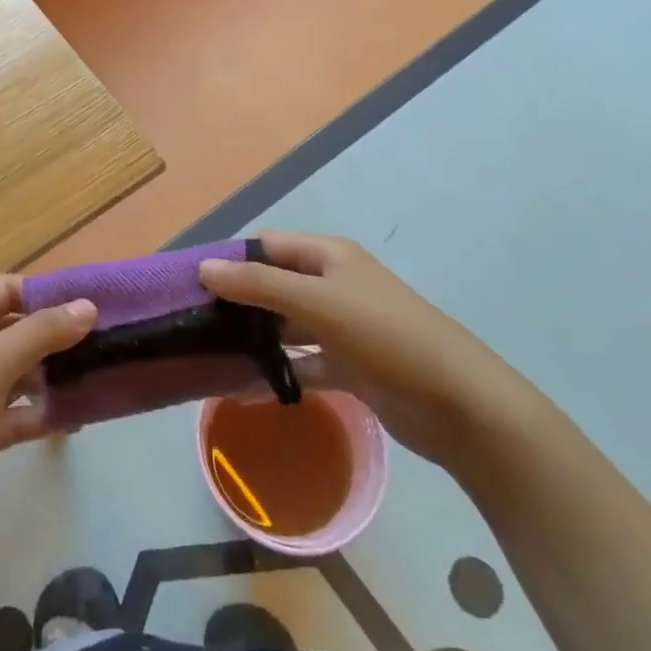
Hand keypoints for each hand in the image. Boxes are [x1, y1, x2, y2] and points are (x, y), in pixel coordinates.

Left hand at [0, 275, 96, 573]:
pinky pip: (13, 415)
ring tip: (99, 379)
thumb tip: (89, 305)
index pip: (5, 291)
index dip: (46, 293)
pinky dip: (40, 415)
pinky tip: (75, 419)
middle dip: (54, 337)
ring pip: (16, 375)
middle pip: (13, 332)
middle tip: (106, 343)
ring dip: (51, 377)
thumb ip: (40, 334)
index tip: (93, 303)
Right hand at [200, 231, 539, 469]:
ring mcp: (343, 327)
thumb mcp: (318, 301)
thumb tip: (203, 267)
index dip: (231, 259)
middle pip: (274, 284)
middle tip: (192, 324)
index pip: (267, 245)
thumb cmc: (386, 335)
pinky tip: (245, 390)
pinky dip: (279, 374)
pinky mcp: (351, 367)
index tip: (190, 283)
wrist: (460, 405)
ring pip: (286, 326)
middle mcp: (333, 284)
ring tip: (209, 356)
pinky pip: (303, 364)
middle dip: (238, 301)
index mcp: (329, 256)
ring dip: (255, 339)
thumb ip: (258, 284)